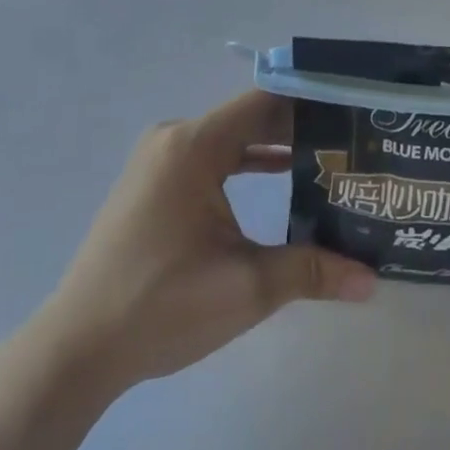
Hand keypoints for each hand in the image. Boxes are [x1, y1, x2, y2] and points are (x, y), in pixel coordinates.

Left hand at [33, 91, 374, 394]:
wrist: (78, 346)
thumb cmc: (163, 305)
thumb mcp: (247, 286)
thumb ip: (311, 270)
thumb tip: (371, 279)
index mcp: (194, 145)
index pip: (265, 103)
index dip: (311, 103)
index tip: (352, 111)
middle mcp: (174, 139)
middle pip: (249, 118)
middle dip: (300, 127)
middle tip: (351, 140)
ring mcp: (158, 160)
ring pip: (229, 138)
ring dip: (273, 146)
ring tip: (328, 157)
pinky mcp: (152, 184)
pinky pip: (209, 158)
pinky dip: (244, 163)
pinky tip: (281, 177)